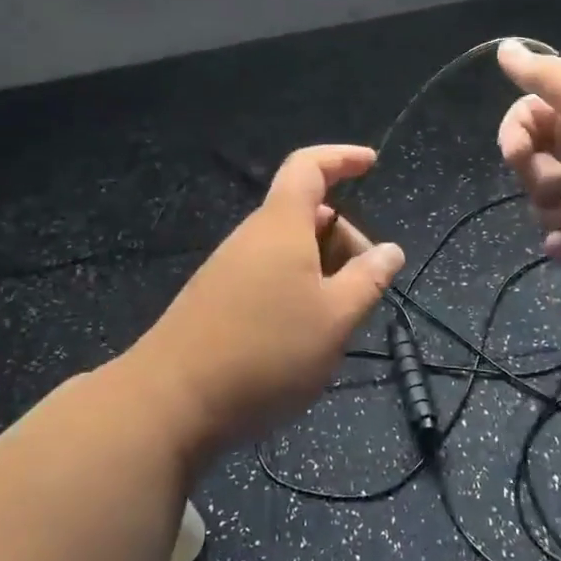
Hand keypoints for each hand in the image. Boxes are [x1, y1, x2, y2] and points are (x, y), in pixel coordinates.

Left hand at [123, 145, 405, 455]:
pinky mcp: (216, 299)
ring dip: (322, 271)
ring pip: (289, 250)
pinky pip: (269, 275)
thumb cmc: (266, 352)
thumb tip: (390, 250)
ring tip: (337, 321)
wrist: (170, 402)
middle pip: (306, 213)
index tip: (371, 163)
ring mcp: (229, 268)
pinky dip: (297, 290)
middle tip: (367, 286)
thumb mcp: (335, 319)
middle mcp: (253, 236)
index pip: (309, 167)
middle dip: (344, 238)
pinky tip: (301, 336)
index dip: (341, 158)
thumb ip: (368, 280)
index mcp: (281, 225)